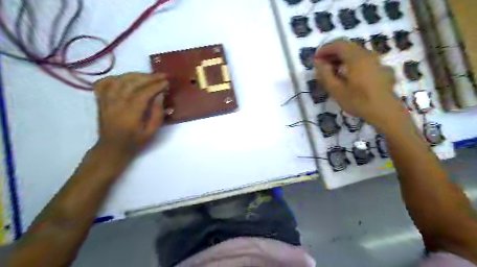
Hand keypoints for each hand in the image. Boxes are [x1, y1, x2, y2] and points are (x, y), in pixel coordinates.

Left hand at [92, 72, 167, 157]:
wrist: (112, 148)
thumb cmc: (134, 141)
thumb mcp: (151, 131)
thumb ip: (157, 113)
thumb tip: (160, 95)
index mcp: (130, 114)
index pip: (143, 93)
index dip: (156, 86)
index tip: (167, 82)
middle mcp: (116, 104)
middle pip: (131, 83)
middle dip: (149, 77)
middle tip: (162, 76)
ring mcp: (106, 100)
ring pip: (119, 80)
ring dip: (135, 75)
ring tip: (148, 76)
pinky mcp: (101, 100)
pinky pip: (104, 83)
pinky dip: (115, 77)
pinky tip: (125, 78)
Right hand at [316, 41, 407, 129]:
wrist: (385, 112)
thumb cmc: (358, 101)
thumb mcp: (336, 90)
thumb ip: (325, 74)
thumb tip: (318, 62)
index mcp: (357, 58)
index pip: (339, 44)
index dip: (325, 49)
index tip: (316, 58)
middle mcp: (368, 55)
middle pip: (348, 47)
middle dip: (332, 53)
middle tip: (322, 65)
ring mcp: (377, 61)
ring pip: (356, 53)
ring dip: (342, 59)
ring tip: (332, 71)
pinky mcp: (381, 69)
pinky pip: (363, 60)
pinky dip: (351, 63)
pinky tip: (348, 76)